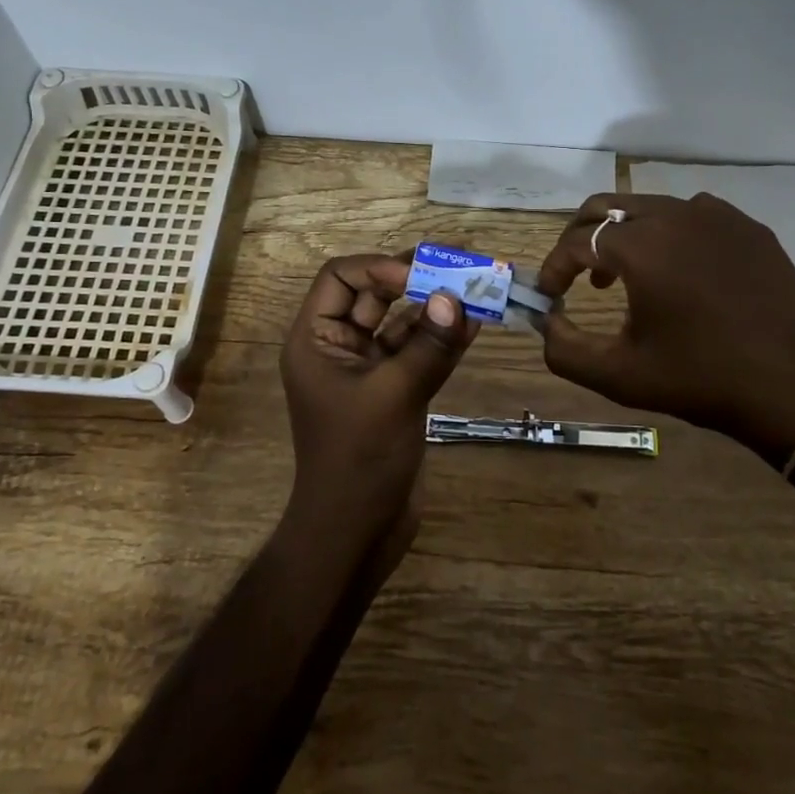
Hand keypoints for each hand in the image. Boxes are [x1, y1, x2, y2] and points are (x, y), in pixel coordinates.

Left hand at [279, 254, 478, 554]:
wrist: (356, 533)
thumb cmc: (359, 460)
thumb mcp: (393, 396)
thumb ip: (427, 345)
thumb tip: (456, 298)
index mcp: (316, 339)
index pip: (341, 277)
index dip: (379, 268)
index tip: (422, 277)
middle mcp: (339, 346)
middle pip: (375, 294)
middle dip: (416, 277)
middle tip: (461, 260)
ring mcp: (368, 369)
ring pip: (402, 322)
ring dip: (436, 306)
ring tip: (478, 286)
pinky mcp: (395, 390)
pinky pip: (418, 351)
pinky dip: (443, 337)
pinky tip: (475, 322)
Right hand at [535, 194, 794, 450]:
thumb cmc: (701, 380)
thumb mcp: (619, 375)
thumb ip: (564, 348)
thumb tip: (546, 319)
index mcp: (641, 246)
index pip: (576, 241)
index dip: (554, 267)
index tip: (549, 295)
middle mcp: (676, 215)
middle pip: (606, 207)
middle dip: (580, 237)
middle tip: (576, 274)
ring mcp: (718, 216)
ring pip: (650, 207)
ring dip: (624, 235)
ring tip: (624, 277)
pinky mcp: (750, 228)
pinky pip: (694, 215)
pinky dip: (670, 234)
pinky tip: (679, 271)